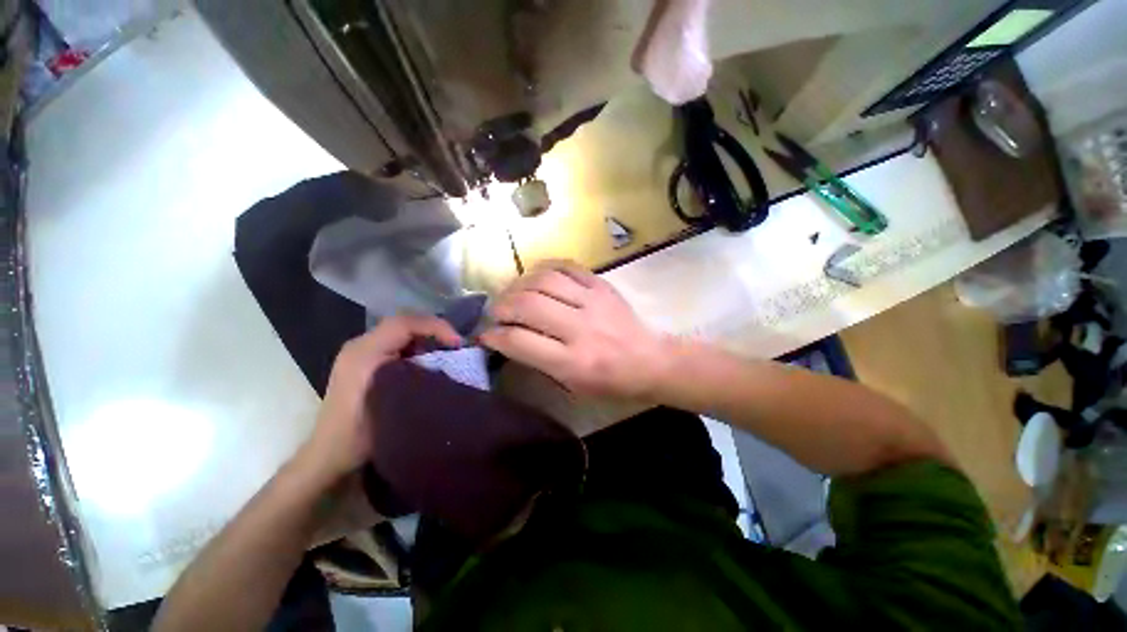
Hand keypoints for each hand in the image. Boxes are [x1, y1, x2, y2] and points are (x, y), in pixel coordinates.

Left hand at [301, 314, 462, 482]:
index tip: (457, 343)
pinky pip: (396, 343)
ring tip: (447, 352)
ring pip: (400, 333)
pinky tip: (428, 361)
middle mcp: (360, 346)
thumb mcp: (397, 404)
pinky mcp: (363, 362)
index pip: (404, 324)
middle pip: (403, 324)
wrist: (331, 455)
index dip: (436, 327)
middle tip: (456, 346)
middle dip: (434, 331)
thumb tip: (454, 362)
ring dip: (426, 338)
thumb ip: (422, 377)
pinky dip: (417, 347)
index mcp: (364, 353)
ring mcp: (360, 353)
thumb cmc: (362, 433)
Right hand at [480, 260, 667, 399]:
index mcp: (573, 362)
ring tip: (512, 294)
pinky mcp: (602, 285)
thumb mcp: (571, 384)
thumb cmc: (609, 381)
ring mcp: (593, 301)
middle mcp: (581, 328)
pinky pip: (566, 266)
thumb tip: (506, 337)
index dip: (494, 336)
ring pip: (543, 281)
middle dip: (501, 307)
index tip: (485, 335)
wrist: (650, 360)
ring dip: (518, 285)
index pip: (520, 341)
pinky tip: (535, 277)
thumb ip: (537, 361)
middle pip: (527, 305)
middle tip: (496, 313)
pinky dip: (544, 268)